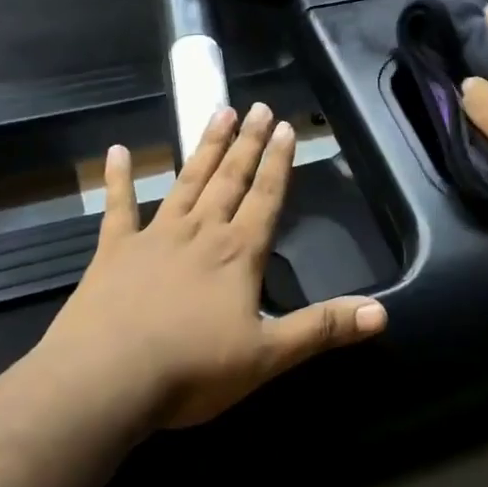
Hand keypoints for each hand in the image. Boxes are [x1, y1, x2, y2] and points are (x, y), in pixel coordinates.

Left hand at [39, 104, 386, 429]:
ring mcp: (154, 237)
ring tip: (218, 112)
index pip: (266, 197)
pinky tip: (115, 152)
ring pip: (186, 181)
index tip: (286, 126)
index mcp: (238, 253)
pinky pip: (118, 208)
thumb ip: (322, 328)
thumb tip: (381, 313)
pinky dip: (118, 180)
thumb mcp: (268, 355)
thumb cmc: (192, 370)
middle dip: (247, 143)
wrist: (106, 380)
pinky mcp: (113, 252)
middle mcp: (200, 233)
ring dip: (204, 147)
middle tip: (257, 107)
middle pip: (230, 179)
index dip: (279, 162)